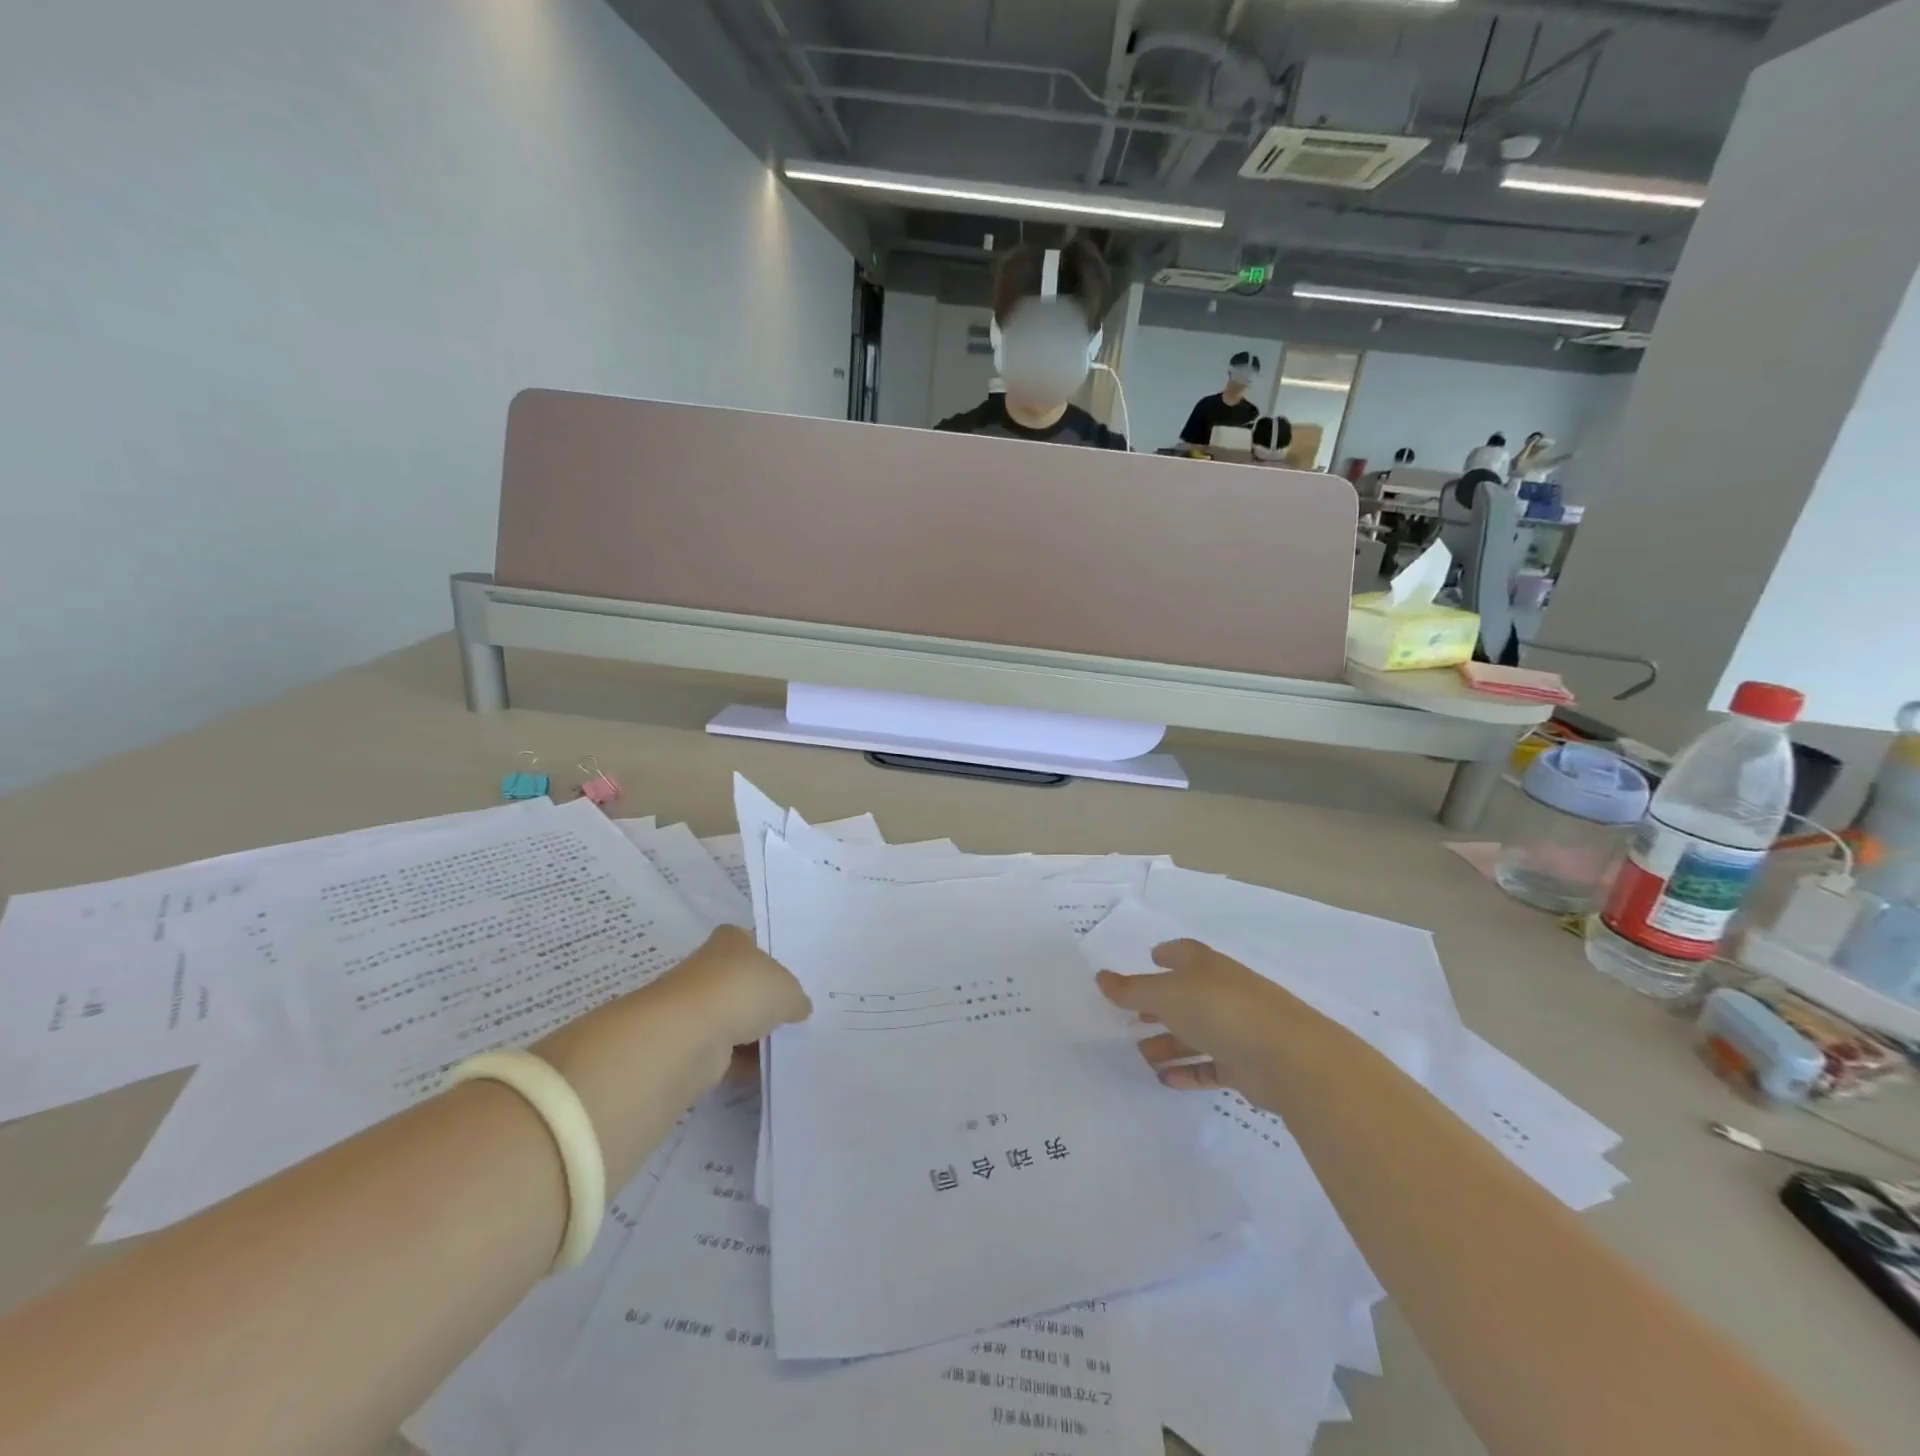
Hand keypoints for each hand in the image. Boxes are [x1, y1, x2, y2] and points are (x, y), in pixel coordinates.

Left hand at [659, 926, 812, 1050]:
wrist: (689, 1035)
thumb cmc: (742, 991)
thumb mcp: (788, 990)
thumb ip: (796, 998)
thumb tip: (798, 1008)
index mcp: (731, 939)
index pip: (753, 943)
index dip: (773, 960)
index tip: (792, 981)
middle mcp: (709, 967)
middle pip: (743, 982)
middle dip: (764, 1000)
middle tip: (795, 1015)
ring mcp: (696, 1005)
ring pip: (733, 1017)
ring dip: (753, 1032)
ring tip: (786, 1045)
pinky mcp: (689, 1041)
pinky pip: (724, 1049)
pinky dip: (742, 1059)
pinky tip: (766, 1067)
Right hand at [1096, 939, 1317, 1111]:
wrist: (1289, 1058)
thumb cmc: (1219, 1010)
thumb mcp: (1165, 995)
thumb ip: (1131, 990)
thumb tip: (1100, 977)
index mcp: (1206, 966)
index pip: (1183, 953)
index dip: (1165, 954)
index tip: (1148, 959)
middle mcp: (1223, 992)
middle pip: (1186, 996)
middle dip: (1159, 1006)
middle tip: (1131, 1018)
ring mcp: (1238, 1029)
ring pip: (1196, 1033)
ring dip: (1169, 1043)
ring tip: (1140, 1056)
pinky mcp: (1247, 1065)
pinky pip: (1210, 1066)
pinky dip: (1188, 1071)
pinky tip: (1164, 1080)